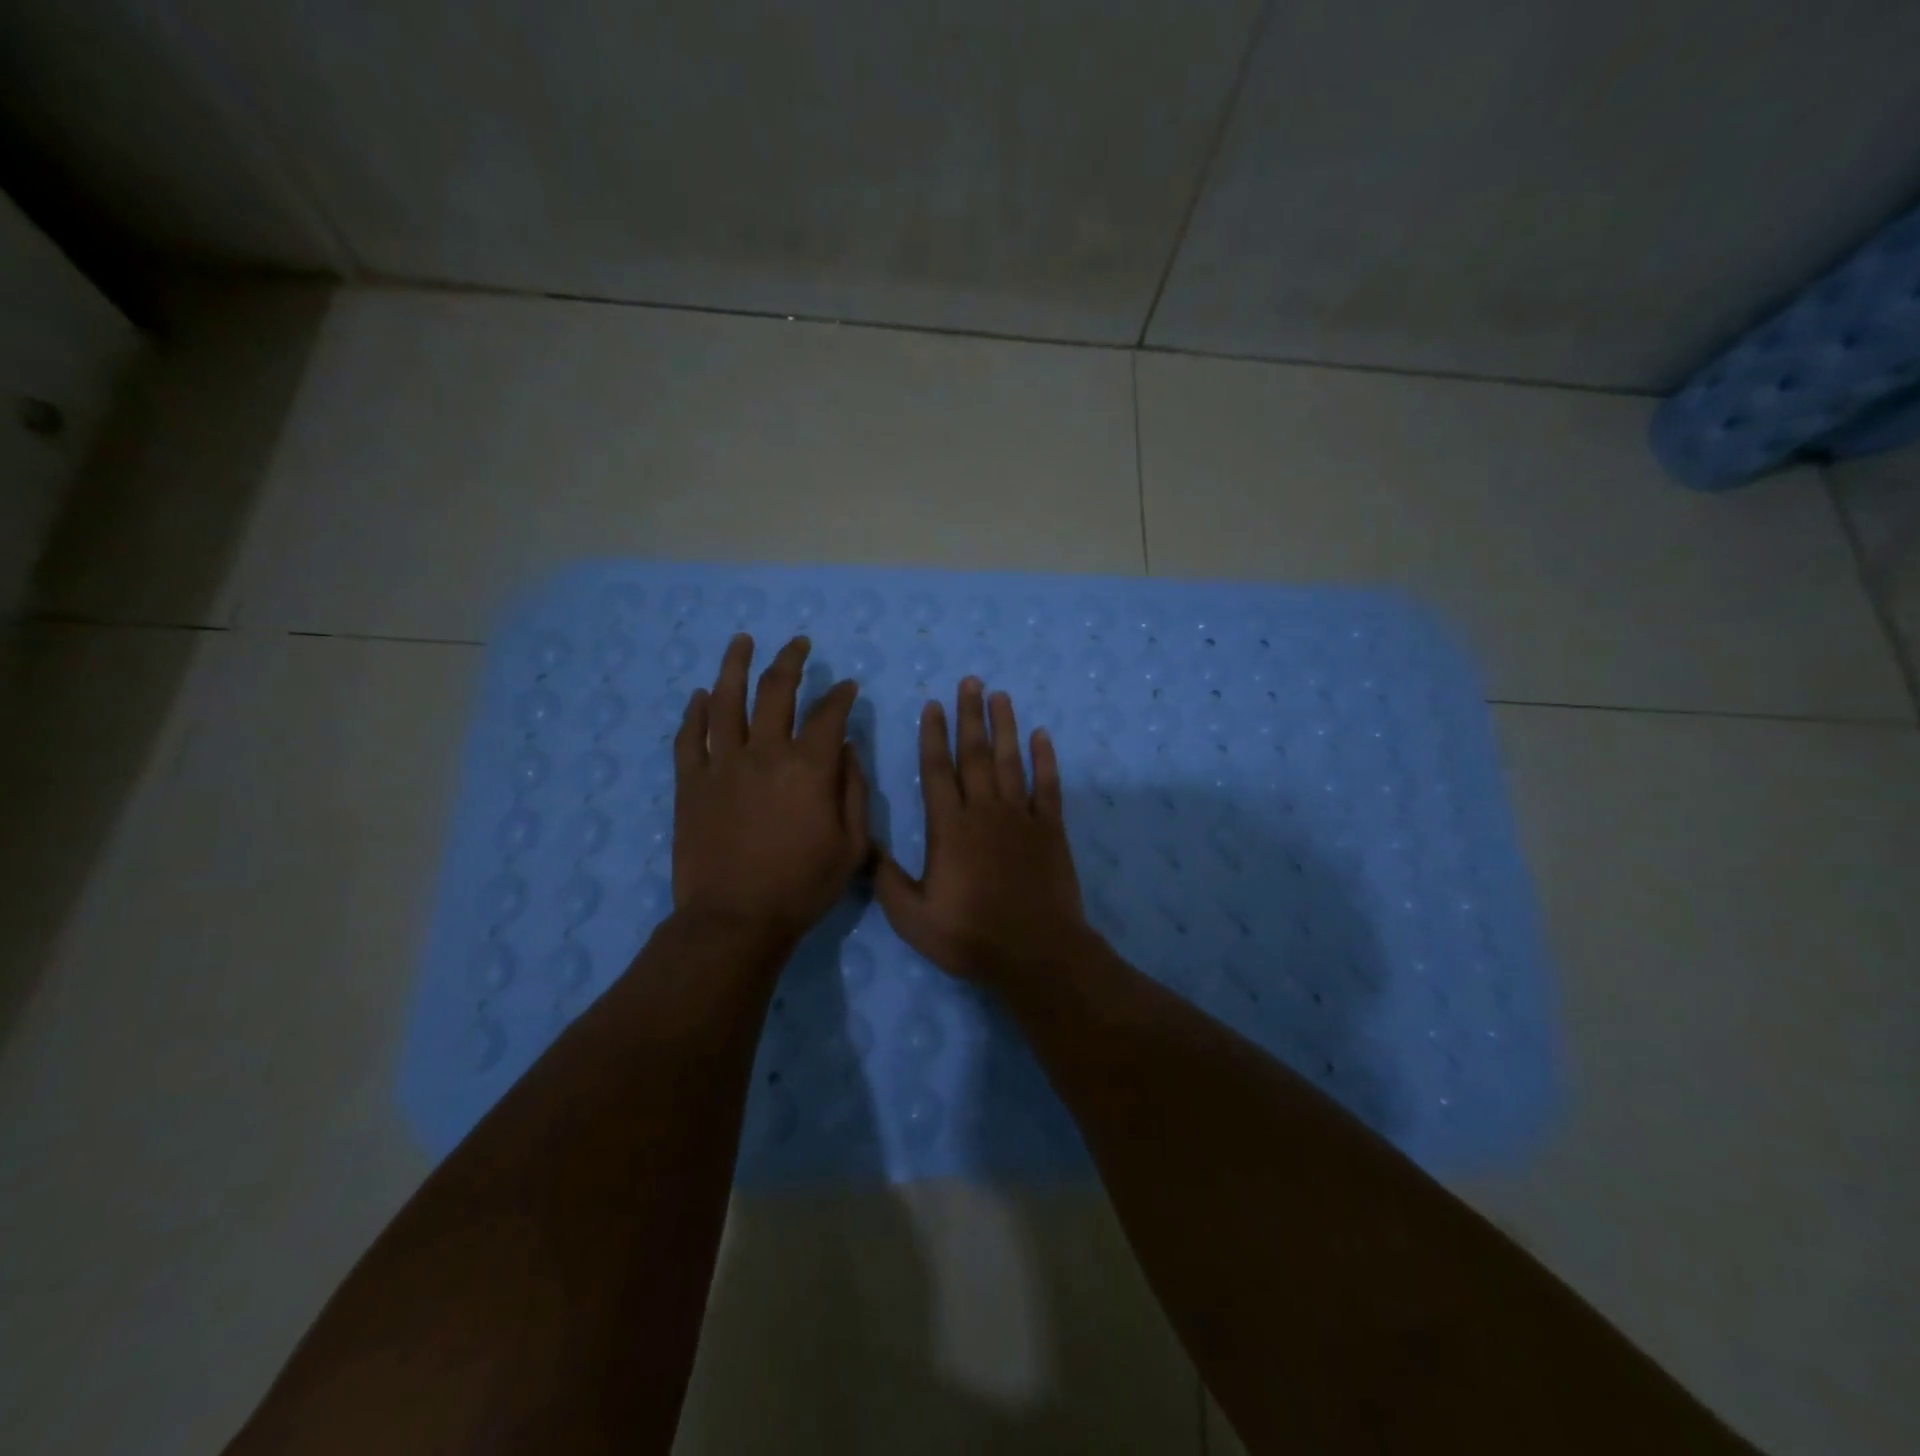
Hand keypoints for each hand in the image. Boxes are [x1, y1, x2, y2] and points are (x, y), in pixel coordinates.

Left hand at [672, 634, 870, 946]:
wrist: (735, 920)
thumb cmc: (802, 887)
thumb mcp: (853, 846)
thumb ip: (854, 791)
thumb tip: (847, 748)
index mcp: (809, 768)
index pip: (828, 715)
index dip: (841, 696)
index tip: (848, 687)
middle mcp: (765, 753)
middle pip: (776, 691)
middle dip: (791, 661)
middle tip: (799, 644)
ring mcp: (722, 765)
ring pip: (727, 701)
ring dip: (736, 666)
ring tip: (743, 641)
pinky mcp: (690, 783)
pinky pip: (690, 737)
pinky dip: (696, 712)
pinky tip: (701, 695)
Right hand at [876, 678, 1093, 984]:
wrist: (1036, 953)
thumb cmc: (971, 937)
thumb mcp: (913, 918)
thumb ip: (886, 879)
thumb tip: (863, 845)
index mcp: (949, 828)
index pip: (937, 771)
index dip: (933, 736)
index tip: (932, 705)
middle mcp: (984, 812)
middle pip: (974, 754)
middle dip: (970, 715)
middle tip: (970, 681)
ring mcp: (1021, 817)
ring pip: (1010, 761)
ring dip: (1004, 726)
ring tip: (1000, 695)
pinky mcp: (1050, 829)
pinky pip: (1048, 785)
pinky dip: (1045, 759)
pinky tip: (1042, 735)